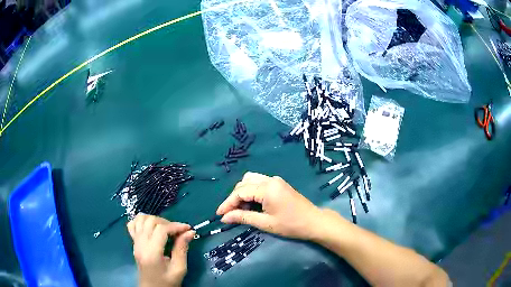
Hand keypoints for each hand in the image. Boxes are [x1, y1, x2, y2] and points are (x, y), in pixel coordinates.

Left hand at [127, 214, 194, 286]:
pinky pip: (132, 224)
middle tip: (178, 231)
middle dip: (167, 222)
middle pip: (150, 221)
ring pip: (140, 219)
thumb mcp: (179, 269)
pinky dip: (141, 221)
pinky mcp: (134, 243)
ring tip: (166, 228)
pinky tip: (151, 227)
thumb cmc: (167, 282)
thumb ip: (182, 249)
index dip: (176, 226)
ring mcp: (135, 243)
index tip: (188, 229)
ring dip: (154, 219)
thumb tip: (189, 232)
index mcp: (151, 253)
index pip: (161, 229)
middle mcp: (140, 245)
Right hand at [216, 172, 322, 239]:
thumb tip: (224, 217)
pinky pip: (259, 183)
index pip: (240, 192)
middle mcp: (270, 179)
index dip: (228, 203)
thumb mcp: (265, 223)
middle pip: (244, 183)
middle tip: (230, 214)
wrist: (314, 222)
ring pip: (251, 180)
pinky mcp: (279, 184)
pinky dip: (251, 192)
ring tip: (240, 209)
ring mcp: (275, 180)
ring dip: (242, 193)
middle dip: (234, 198)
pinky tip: (251, 204)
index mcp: (267, 188)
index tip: (219, 215)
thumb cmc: (291, 225)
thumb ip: (243, 217)